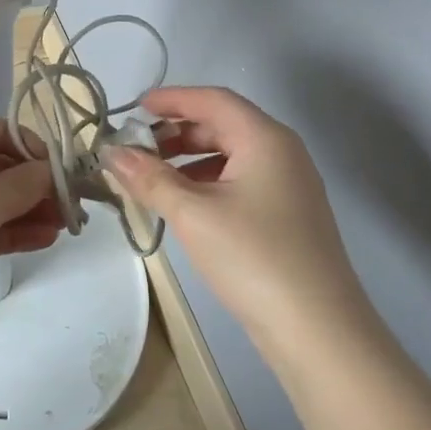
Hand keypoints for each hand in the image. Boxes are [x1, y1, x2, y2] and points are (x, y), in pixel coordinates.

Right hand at [103, 86, 381, 359]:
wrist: (318, 330)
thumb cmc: (253, 257)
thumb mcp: (193, 214)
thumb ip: (149, 178)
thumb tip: (111, 152)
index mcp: (265, 138)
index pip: (213, 100)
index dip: (172, 98)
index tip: (134, 107)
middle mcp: (282, 152)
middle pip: (223, 125)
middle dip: (176, 131)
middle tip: (137, 147)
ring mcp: (290, 185)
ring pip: (231, 155)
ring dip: (189, 159)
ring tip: (152, 177)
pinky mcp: (288, 215)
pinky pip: (241, 181)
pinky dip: (208, 182)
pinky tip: (184, 205)